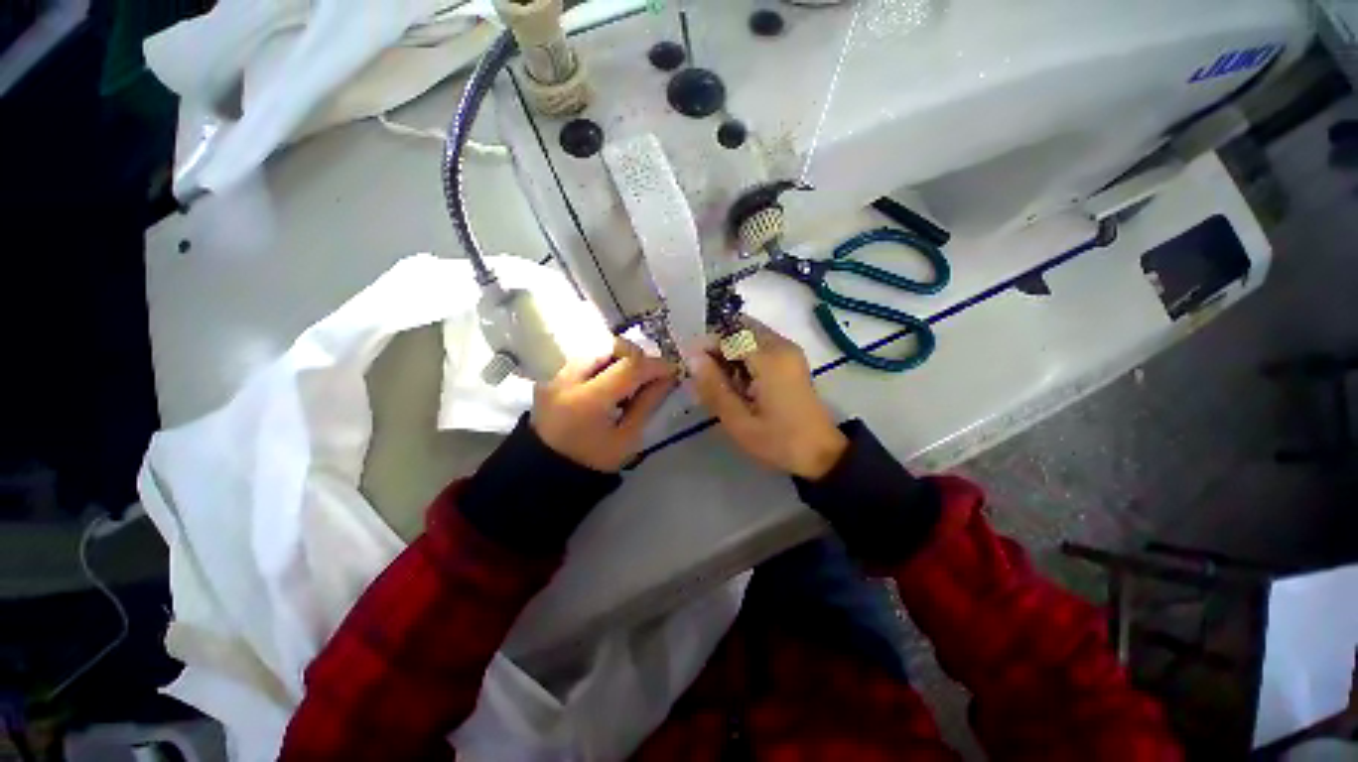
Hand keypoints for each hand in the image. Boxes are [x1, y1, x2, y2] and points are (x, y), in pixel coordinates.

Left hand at [532, 339, 677, 471]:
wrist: (546, 472)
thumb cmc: (592, 461)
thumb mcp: (627, 438)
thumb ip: (647, 403)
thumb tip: (667, 378)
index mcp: (589, 400)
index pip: (629, 366)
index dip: (655, 365)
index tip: (672, 371)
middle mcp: (568, 379)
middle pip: (610, 347)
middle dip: (636, 356)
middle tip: (649, 374)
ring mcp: (555, 376)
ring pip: (596, 350)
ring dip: (619, 359)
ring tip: (629, 380)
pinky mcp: (551, 377)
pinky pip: (583, 360)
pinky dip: (603, 364)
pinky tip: (610, 384)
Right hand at [691, 319, 848, 479]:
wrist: (822, 454)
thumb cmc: (779, 441)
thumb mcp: (739, 422)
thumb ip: (714, 387)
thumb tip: (692, 356)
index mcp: (770, 359)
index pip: (729, 333)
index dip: (707, 345)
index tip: (692, 366)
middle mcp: (781, 345)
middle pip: (740, 329)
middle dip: (718, 347)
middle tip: (706, 376)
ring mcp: (789, 351)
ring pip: (749, 335)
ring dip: (731, 352)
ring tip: (721, 382)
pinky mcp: (791, 359)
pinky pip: (760, 345)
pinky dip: (744, 356)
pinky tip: (738, 382)